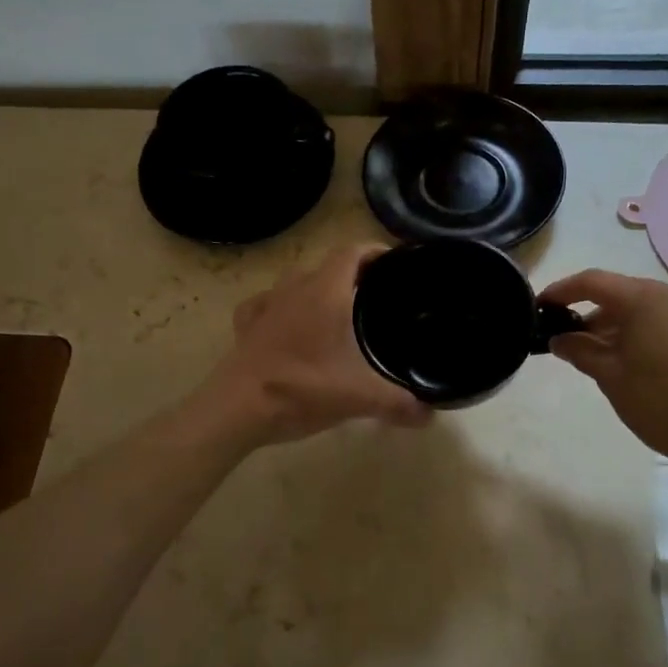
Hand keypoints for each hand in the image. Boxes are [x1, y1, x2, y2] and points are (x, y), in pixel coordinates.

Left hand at [202, 244, 433, 444]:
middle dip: (351, 275)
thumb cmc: (301, 390)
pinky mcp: (246, 326)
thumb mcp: (359, 398)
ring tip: (336, 310)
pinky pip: (266, 303)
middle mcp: (294, 289)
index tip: (394, 263)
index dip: (374, 251)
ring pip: (296, 282)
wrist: (237, 409)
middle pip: (326, 266)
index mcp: (325, 292)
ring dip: (317, 289)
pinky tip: (287, 324)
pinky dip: (281, 307)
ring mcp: (266, 305)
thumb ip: (398, 403)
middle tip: (375, 296)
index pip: (351, 252)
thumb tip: (430, 415)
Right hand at [540, 269, 667, 480]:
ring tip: (611, 359)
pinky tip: (650, 366)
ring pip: (653, 312)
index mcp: (646, 300)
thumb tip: (559, 338)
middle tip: (573, 342)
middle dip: (595, 316)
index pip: (593, 282)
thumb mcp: (611, 379)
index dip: (562, 291)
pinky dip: (656, 337)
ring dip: (626, 328)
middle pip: (625, 296)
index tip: (541, 306)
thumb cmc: (663, 405)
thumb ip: (580, 351)